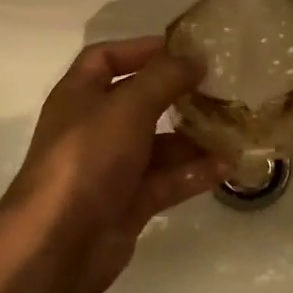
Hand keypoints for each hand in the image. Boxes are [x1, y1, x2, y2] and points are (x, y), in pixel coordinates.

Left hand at [0, 36, 226, 292]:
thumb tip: (195, 57)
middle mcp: (94, 127)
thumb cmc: (87, 158)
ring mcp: (112, 168)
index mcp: (80, 95)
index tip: (184, 49)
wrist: (59, 243)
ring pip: (159, 145)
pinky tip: (226, 166)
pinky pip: (167, 180)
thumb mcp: (127, 107)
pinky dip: (194, 172)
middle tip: (220, 87)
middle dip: (178, 95)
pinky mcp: (129, 202)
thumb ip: (164, 78)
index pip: (106, 59)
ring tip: (233, 128)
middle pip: (140, 102)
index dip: (141, 49)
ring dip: (194, 137)